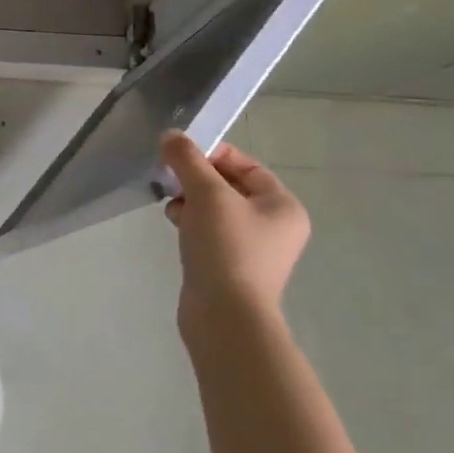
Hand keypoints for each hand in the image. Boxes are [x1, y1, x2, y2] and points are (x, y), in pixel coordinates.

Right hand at [161, 132, 309, 335]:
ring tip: (172, 207)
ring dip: (190, 200)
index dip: (213, 154)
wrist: (225, 316)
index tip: (181, 156)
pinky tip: (175, 225)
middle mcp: (274, 225)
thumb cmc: (226, 248)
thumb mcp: (207, 194)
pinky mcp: (230, 265)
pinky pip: (209, 231)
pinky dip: (191, 223)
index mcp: (282, 206)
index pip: (247, 165)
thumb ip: (188, 160)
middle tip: (171, 180)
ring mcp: (253, 248)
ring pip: (215, 208)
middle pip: (229, 185)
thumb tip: (171, 136)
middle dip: (196, 179)